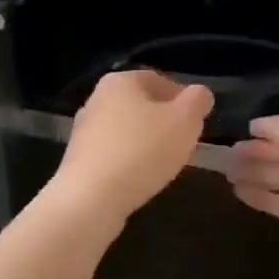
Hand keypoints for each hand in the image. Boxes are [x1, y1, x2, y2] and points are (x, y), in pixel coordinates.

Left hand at [49, 70, 213, 228]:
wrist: (90, 198)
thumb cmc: (141, 151)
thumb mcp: (184, 121)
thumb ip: (197, 101)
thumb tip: (200, 94)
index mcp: (119, 81)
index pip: (158, 79)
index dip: (182, 98)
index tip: (196, 121)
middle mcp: (96, 99)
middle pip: (140, 105)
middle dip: (164, 121)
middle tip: (184, 143)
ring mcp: (84, 130)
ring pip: (127, 130)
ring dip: (147, 143)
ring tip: (166, 164)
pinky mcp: (79, 159)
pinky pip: (114, 153)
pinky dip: (130, 161)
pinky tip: (142, 178)